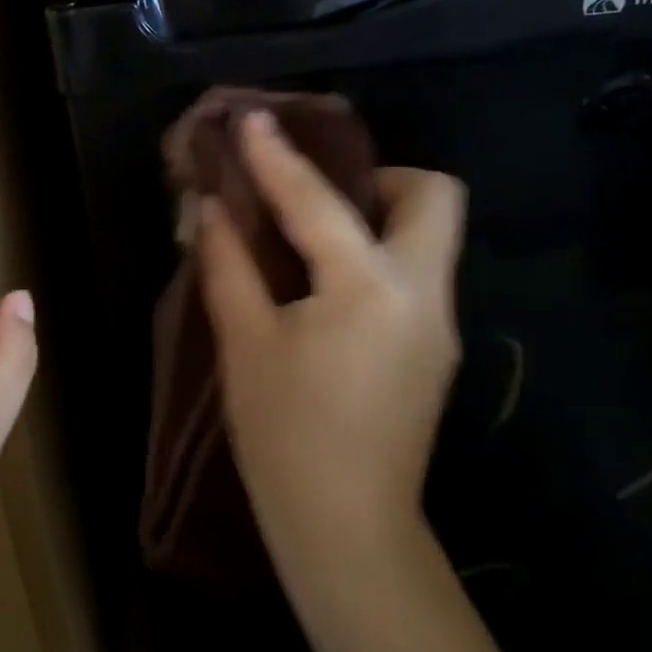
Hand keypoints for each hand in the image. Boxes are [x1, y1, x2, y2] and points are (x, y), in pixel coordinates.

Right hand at [199, 110, 466, 600]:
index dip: (277, 156)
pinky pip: (416, 274)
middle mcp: (423, 293)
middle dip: (376, 178)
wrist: (349, 531)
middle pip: (432, 196)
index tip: (252, 120)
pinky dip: (376, 256)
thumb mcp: (245, 343)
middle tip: (316, 196)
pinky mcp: (435, 349)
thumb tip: (212, 210)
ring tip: (313, 236)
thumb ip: (228, 265)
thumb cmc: (286, 436)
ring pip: (430, 236)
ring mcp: (440, 323)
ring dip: (376, 216)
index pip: (318, 200)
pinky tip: (326, 284)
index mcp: (369, 287)